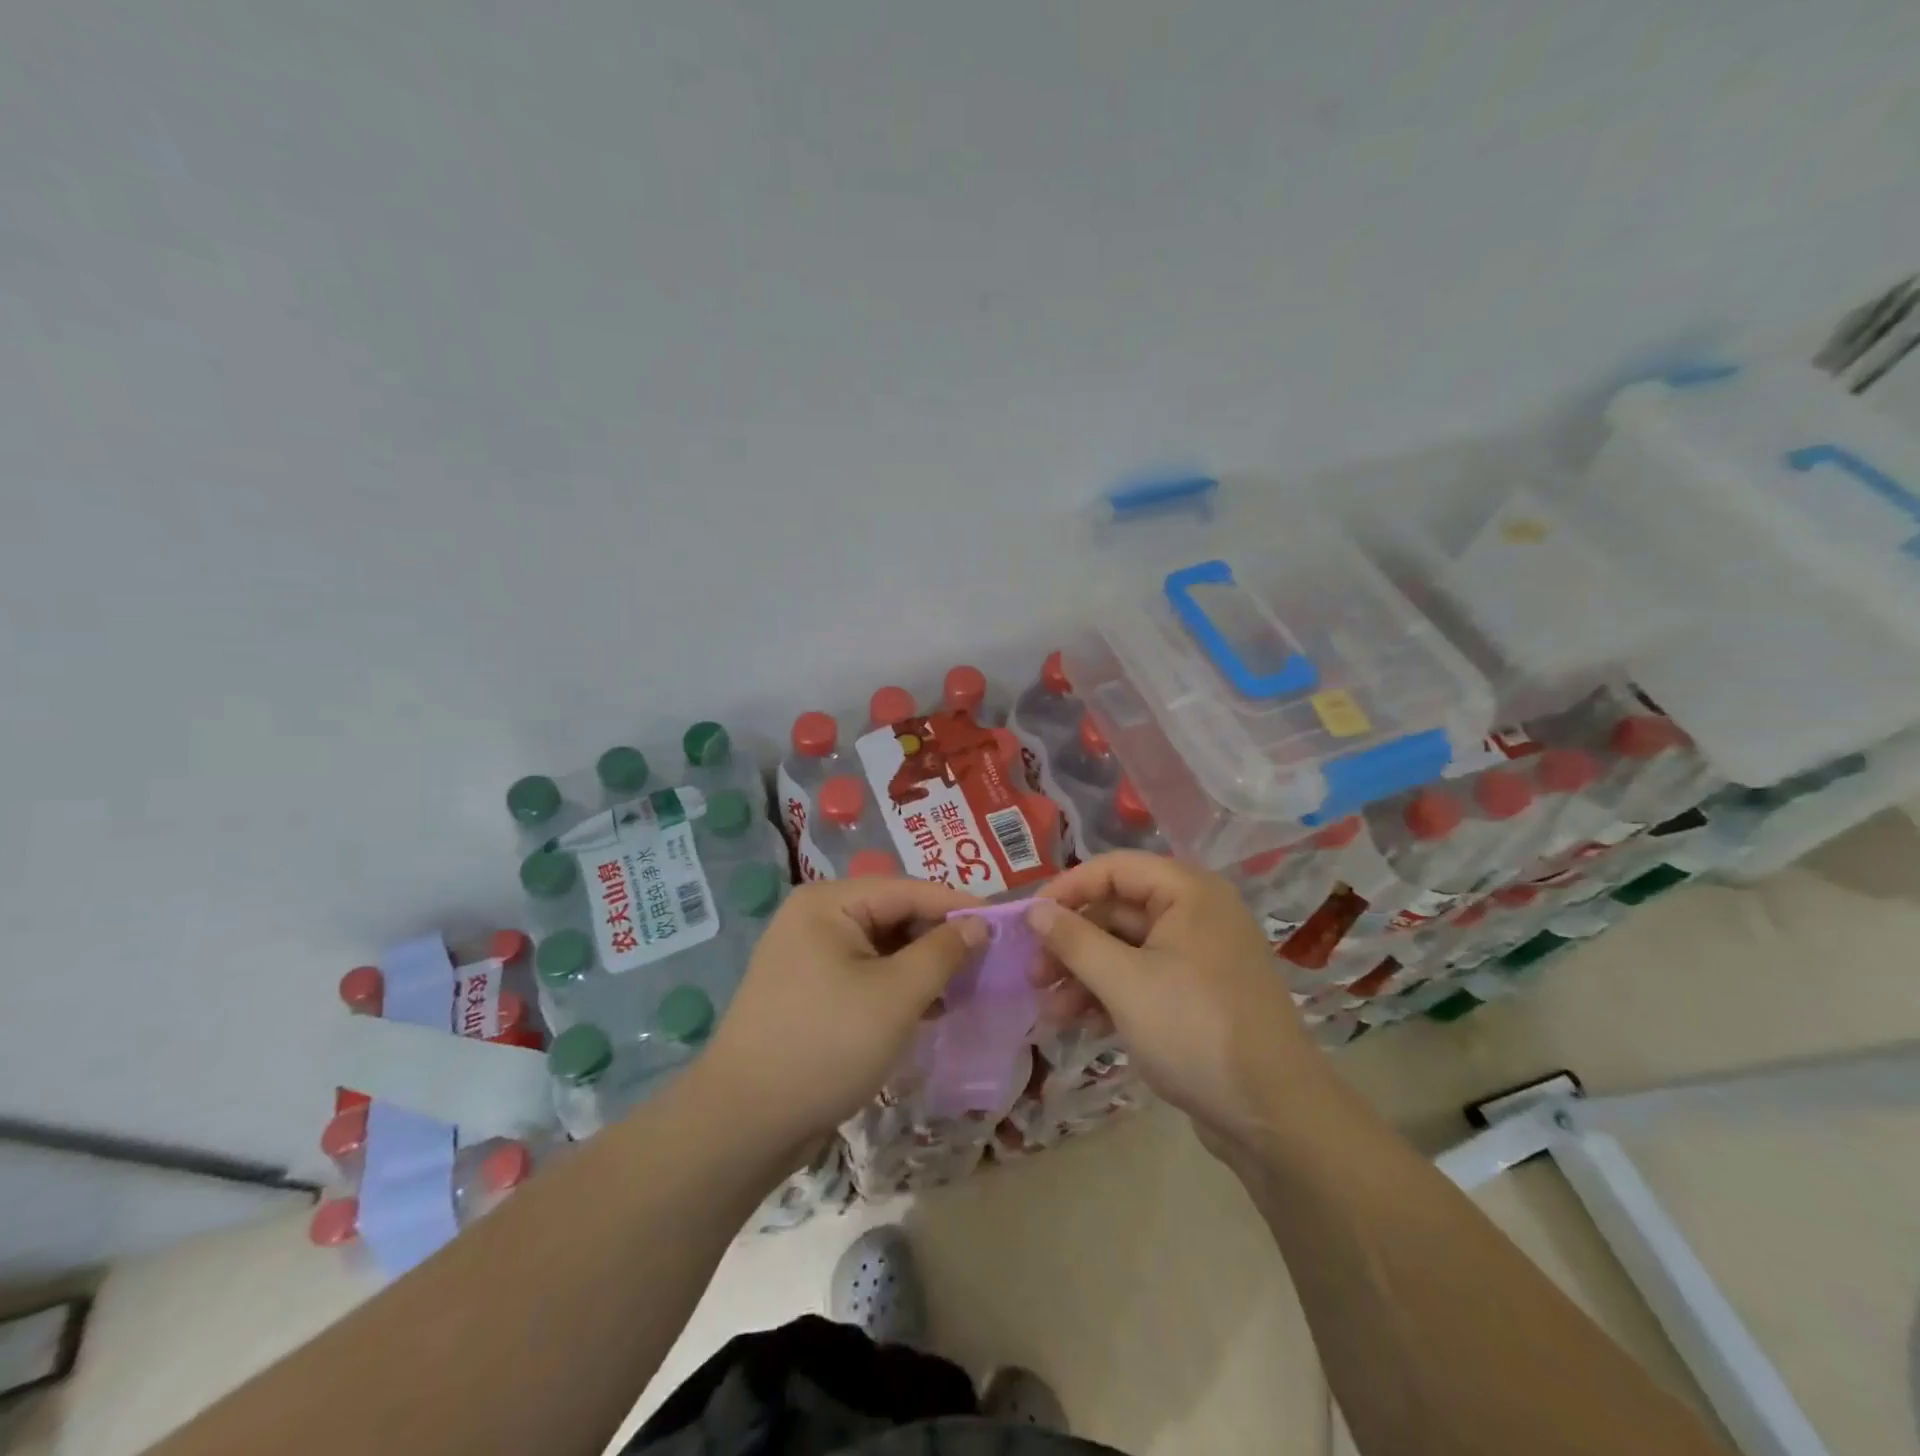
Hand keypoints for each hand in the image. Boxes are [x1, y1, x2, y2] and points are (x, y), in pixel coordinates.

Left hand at [695, 877, 985, 1153]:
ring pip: (883, 947)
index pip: (908, 889)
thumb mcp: (896, 996)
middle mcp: (816, 917)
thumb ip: (942, 952)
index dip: (959, 905)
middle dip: (940, 938)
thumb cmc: (825, 1045)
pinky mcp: (811, 991)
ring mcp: (809, 955)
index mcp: (830, 902)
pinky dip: (898, 987)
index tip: (1005, 925)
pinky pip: (866, 974)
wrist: (743, 1124)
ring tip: (966, 989)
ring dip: (923, 966)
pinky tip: (930, 1009)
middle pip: (894, 914)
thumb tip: (977, 922)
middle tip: (988, 963)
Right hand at [1026, 852, 1328, 1151]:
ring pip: (1125, 948)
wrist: (1274, 1116)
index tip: (1027, 922)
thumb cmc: (1195, 1030)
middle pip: (1117, 910)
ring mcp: (1198, 956)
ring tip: (1049, 1010)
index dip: (1066, 890)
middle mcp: (1195, 913)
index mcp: (1187, 892)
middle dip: (1071, 942)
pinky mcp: (1197, 995)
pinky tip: (1079, 1023)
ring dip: (1084, 974)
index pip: (1113, 868)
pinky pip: (1143, 978)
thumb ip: (1074, 940)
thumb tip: (1034, 910)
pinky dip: (1110, 994)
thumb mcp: (1124, 982)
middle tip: (1032, 974)